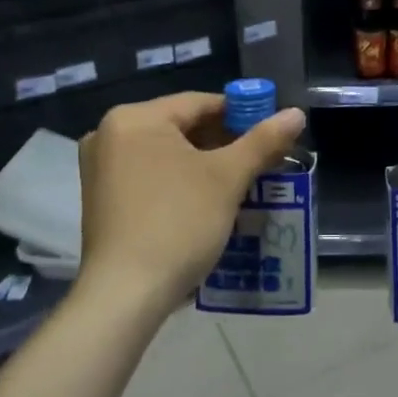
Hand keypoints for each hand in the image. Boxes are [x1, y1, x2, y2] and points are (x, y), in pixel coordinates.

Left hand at [78, 91, 306, 314]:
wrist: (126, 293)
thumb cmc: (178, 222)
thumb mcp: (227, 178)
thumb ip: (263, 141)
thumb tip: (296, 114)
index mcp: (134, 119)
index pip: (199, 103)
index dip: (242, 113)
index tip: (272, 131)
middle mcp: (109, 135)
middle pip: (181, 127)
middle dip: (224, 143)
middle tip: (262, 160)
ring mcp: (101, 169)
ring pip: (167, 154)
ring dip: (205, 165)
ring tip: (243, 181)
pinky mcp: (102, 199)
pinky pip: (151, 176)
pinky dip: (180, 181)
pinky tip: (208, 201)